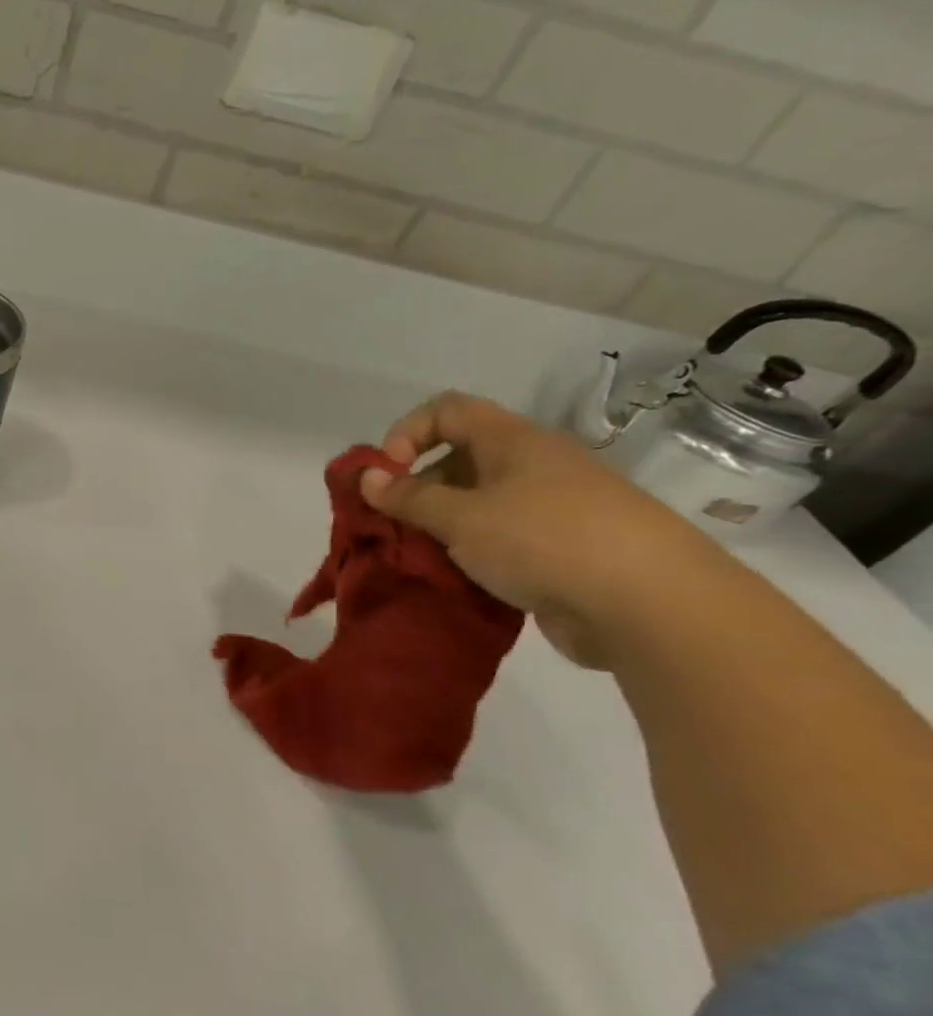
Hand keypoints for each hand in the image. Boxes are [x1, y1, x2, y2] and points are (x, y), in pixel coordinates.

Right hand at [359, 392, 713, 667]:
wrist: (650, 605)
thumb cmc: (544, 540)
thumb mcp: (461, 517)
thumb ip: (408, 497)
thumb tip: (366, 478)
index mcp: (512, 441)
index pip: (446, 410)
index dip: (406, 433)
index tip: (387, 475)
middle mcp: (531, 466)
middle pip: (457, 459)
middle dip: (416, 488)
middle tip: (394, 525)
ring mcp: (548, 509)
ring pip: (475, 505)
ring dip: (439, 527)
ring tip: (420, 557)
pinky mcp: (557, 551)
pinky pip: (497, 540)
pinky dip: (469, 554)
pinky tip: (455, 578)